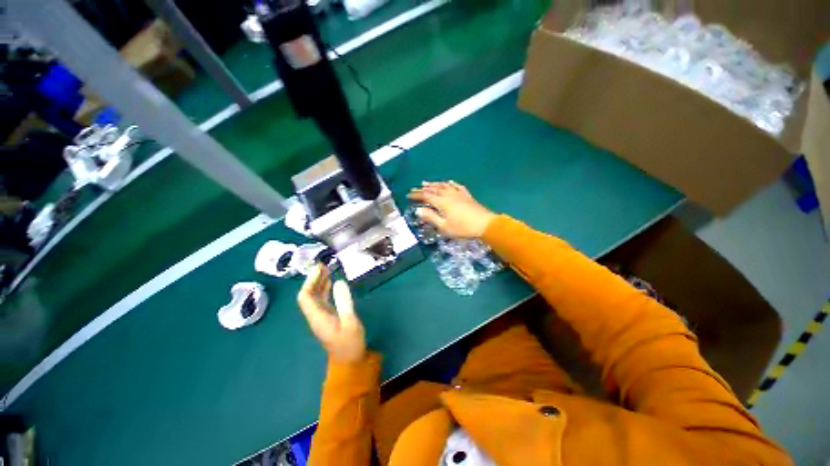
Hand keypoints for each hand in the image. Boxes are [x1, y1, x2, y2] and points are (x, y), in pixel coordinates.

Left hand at [297, 264, 365, 362]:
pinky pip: (322, 300)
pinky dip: (325, 290)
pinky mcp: (327, 317)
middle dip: (313, 279)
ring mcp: (321, 317)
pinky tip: (332, 283)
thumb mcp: (350, 322)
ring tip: (327, 270)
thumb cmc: (350, 343)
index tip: (320, 269)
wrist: (349, 361)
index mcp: (317, 317)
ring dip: (319, 283)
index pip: (305, 297)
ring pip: (315, 297)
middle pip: (308, 295)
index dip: (310, 281)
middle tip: (323, 265)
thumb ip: (344, 302)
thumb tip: (339, 281)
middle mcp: (315, 316)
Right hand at [407, 181, 495, 238]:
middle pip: (434, 190)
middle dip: (424, 189)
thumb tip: (419, 210)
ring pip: (444, 186)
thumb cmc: (463, 228)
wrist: (485, 224)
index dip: (417, 195)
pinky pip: (457, 186)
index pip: (426, 197)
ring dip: (434, 184)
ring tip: (427, 182)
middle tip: (415, 188)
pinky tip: (449, 182)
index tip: (409, 195)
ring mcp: (459, 194)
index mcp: (442, 203)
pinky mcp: (467, 196)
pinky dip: (451, 183)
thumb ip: (431, 218)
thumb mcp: (444, 227)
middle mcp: (449, 195)